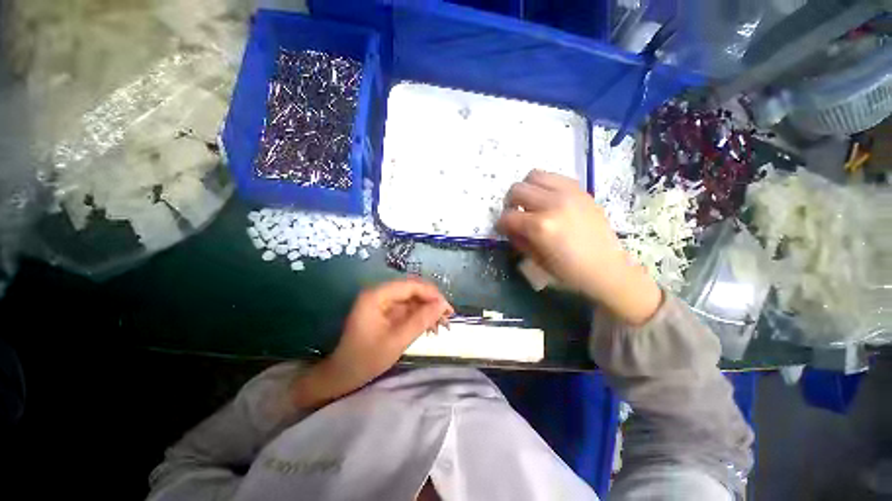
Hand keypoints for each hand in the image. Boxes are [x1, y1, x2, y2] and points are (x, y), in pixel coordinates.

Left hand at [291, 279, 452, 408]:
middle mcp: (379, 293)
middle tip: (448, 317)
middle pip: (412, 290)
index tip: (447, 309)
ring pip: (412, 299)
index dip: (432, 294)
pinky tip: (431, 327)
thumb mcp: (397, 341)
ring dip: (428, 310)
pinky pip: (407, 308)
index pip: (410, 285)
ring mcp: (382, 302)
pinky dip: (420, 316)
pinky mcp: (385, 311)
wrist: (342, 375)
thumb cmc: (365, 360)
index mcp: (377, 296)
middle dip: (432, 302)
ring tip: (442, 325)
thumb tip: (442, 305)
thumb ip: (421, 320)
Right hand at [497, 170, 661, 325]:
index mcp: (540, 226)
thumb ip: (517, 239)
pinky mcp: (581, 190)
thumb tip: (508, 226)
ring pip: (534, 175)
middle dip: (510, 203)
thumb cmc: (568, 271)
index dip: (501, 224)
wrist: (606, 268)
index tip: (503, 229)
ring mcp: (569, 193)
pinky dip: (545, 186)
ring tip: (531, 203)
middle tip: (515, 214)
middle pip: (517, 189)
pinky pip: (555, 177)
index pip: (508, 216)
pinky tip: (548, 200)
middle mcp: (552, 203)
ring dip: (527, 189)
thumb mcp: (535, 260)